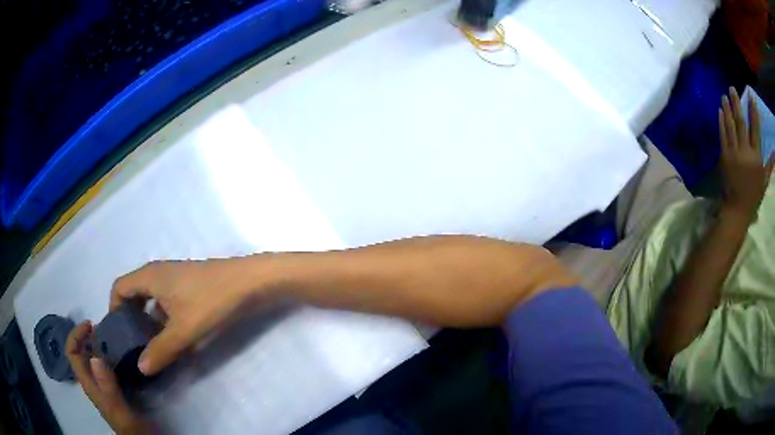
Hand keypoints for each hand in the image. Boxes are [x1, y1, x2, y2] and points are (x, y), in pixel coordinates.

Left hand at [66, 322, 150, 434]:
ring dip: (96, 343)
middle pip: (79, 352)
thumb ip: (108, 386)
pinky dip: (107, 354)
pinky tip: (120, 353)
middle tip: (103, 328)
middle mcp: (92, 380)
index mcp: (89, 384)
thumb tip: (95, 356)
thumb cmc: (130, 426)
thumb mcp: (119, 408)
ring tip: (111, 336)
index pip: (71, 353)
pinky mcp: (112, 386)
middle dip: (85, 336)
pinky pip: (104, 364)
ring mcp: (102, 383)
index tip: (91, 326)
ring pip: (91, 357)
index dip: (75, 336)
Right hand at [111, 258, 269, 375]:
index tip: (117, 334)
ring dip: (149, 320)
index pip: (119, 287)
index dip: (113, 308)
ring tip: (153, 347)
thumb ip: (161, 350)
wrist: (250, 281)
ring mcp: (175, 278)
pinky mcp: (190, 286)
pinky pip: (168, 302)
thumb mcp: (183, 330)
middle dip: (131, 318)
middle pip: (134, 293)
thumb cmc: (211, 301)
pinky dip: (165, 318)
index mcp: (149, 277)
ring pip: (153, 299)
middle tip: (134, 344)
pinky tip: (175, 339)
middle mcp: (158, 273)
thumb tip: (141, 367)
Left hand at [718, 87, 774, 220]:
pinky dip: (721, 122)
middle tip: (732, 88)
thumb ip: (769, 165)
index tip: (751, 96)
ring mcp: (734, 153)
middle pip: (741, 122)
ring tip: (724, 95)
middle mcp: (745, 152)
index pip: (755, 129)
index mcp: (756, 157)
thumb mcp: (764, 181)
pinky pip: (722, 135)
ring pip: (730, 125)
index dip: (753, 111)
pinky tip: (719, 111)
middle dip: (737, 103)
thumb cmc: (753, 196)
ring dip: (727, 108)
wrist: (737, 210)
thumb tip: (774, 152)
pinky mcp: (724, 156)